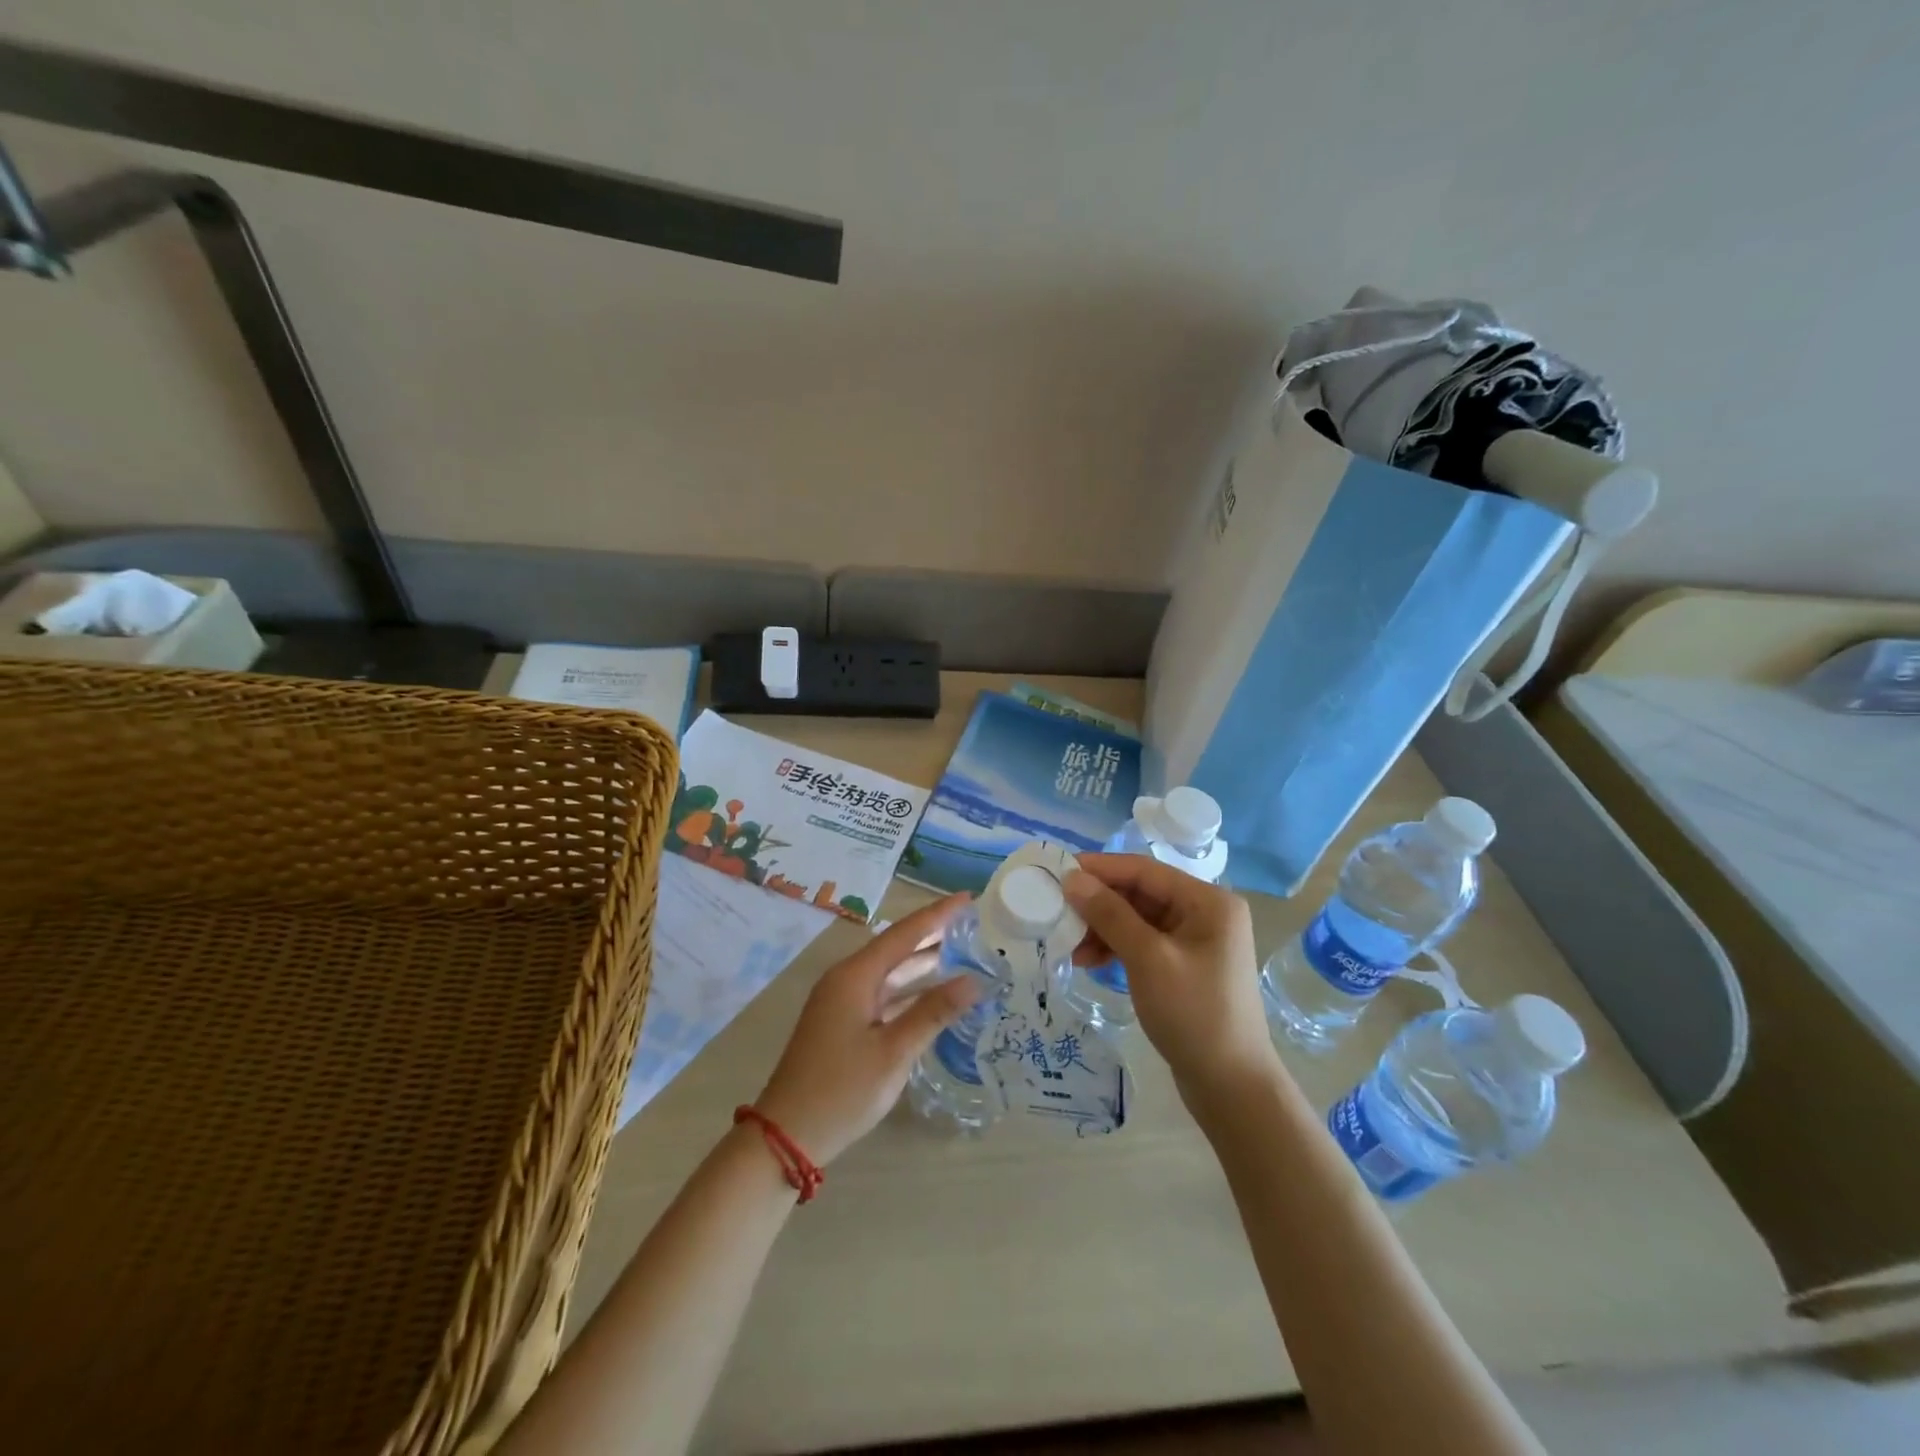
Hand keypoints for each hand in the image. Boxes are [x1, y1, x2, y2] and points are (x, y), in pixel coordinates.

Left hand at [753, 893, 980, 1165]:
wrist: (786, 1136)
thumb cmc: (842, 1090)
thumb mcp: (894, 1052)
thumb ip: (933, 1012)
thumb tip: (973, 981)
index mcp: (855, 976)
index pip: (904, 934)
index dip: (937, 915)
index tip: (968, 898)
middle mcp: (846, 980)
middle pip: (896, 948)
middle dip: (933, 935)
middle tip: (971, 924)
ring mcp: (842, 1002)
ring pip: (890, 972)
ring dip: (922, 963)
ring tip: (961, 952)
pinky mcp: (842, 1023)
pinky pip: (883, 994)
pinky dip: (909, 990)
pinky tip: (933, 995)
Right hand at [1064, 854, 1282, 1111]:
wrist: (1232, 1088)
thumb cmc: (1194, 1014)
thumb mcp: (1148, 959)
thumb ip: (1110, 914)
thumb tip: (1072, 878)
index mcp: (1208, 901)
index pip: (1144, 870)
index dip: (1100, 868)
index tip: (1058, 870)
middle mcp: (1204, 913)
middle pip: (1140, 894)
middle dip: (1098, 903)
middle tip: (1056, 910)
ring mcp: (1195, 941)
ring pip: (1138, 919)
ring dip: (1103, 928)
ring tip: (1069, 945)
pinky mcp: (1183, 966)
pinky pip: (1143, 943)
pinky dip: (1116, 948)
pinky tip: (1088, 961)